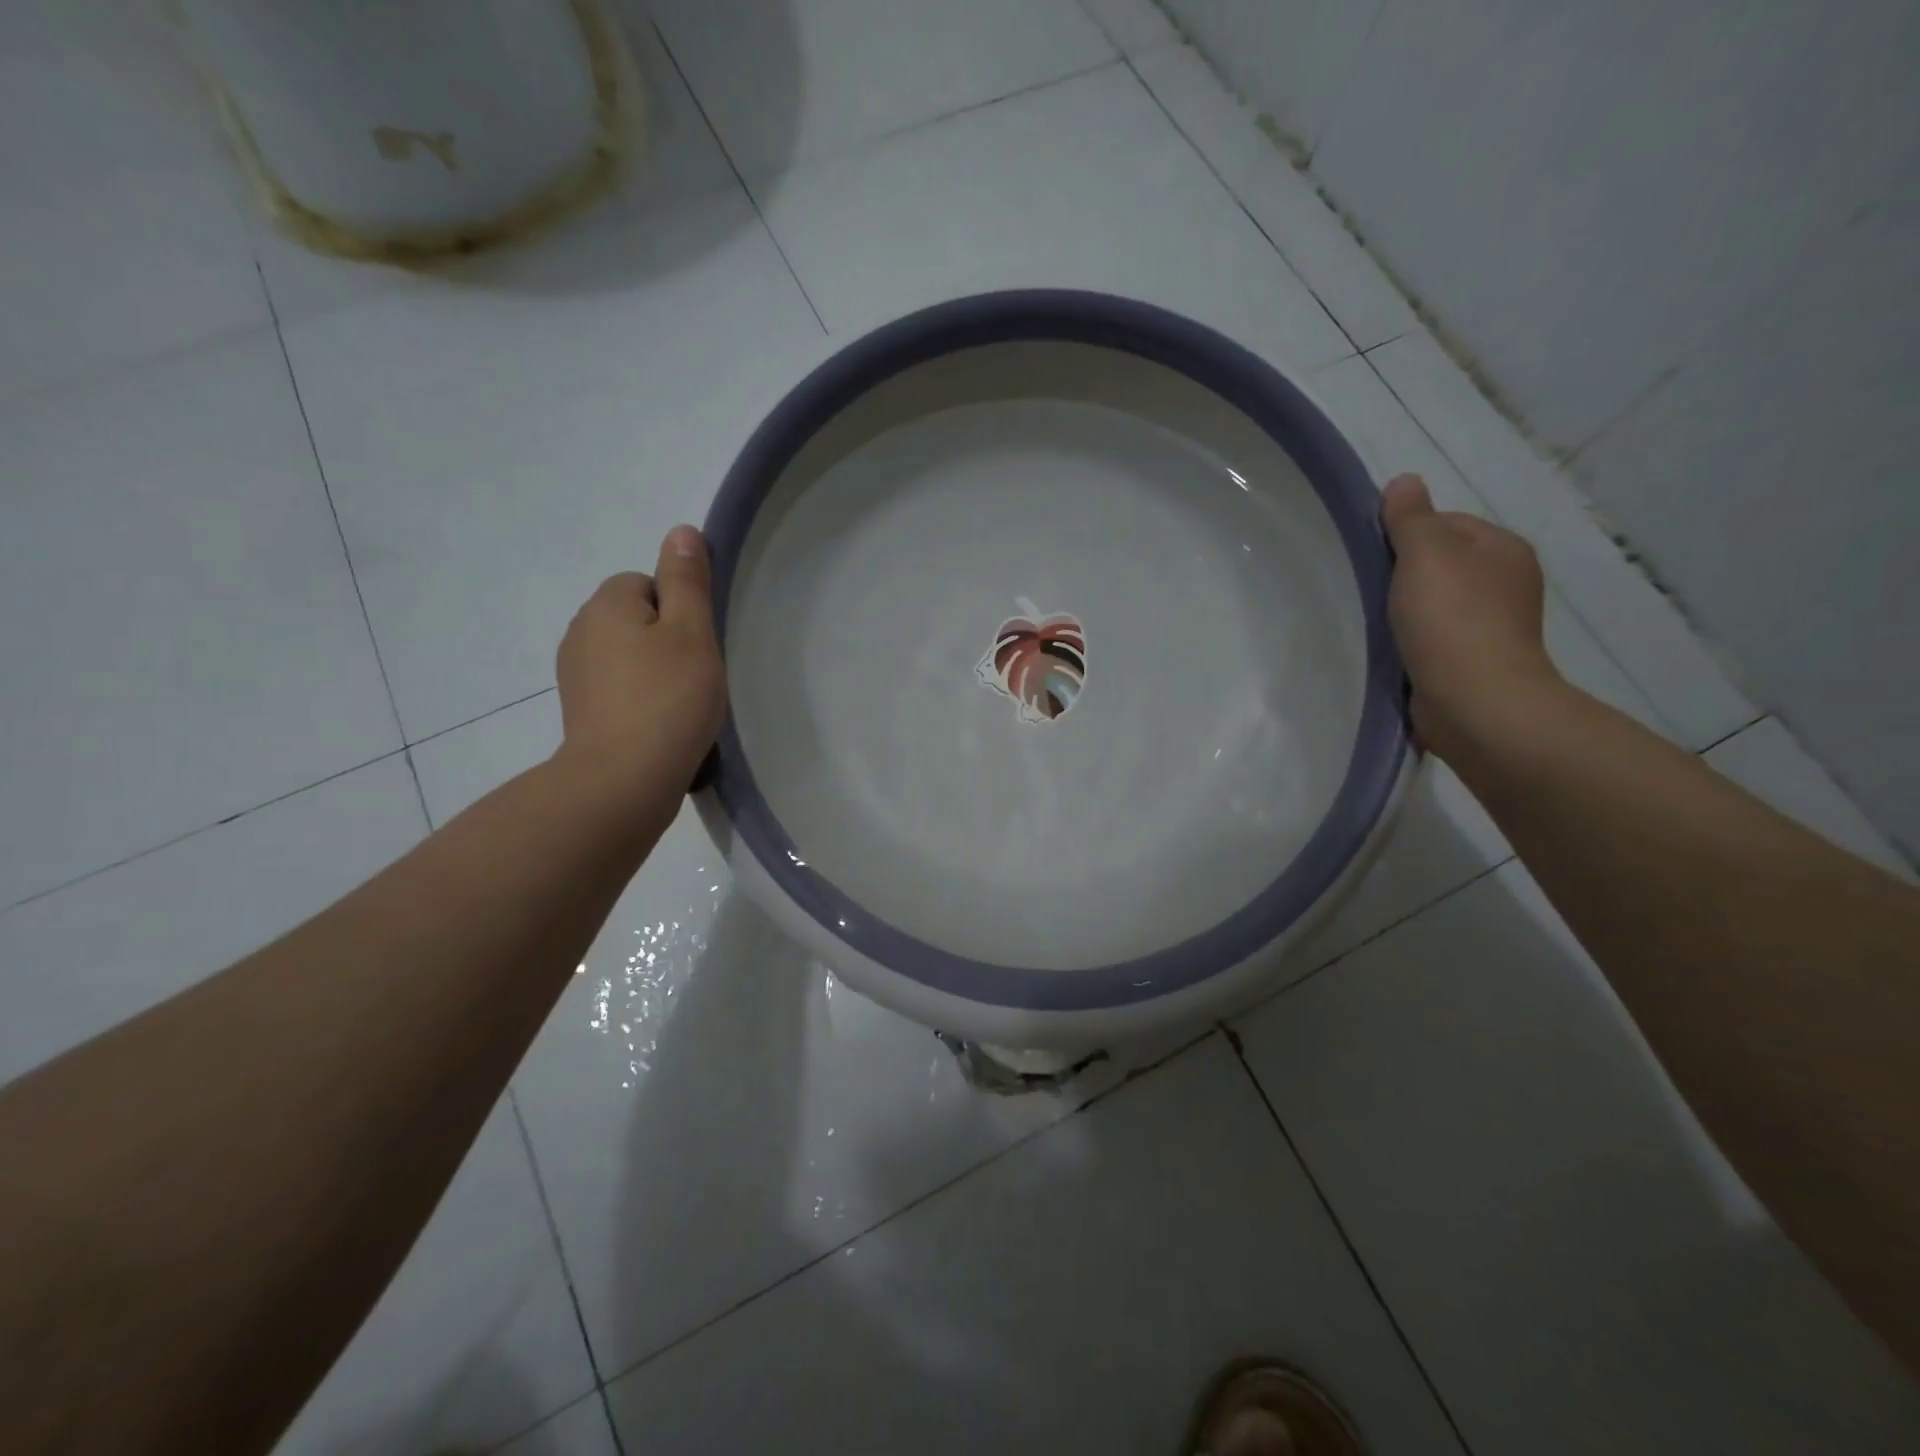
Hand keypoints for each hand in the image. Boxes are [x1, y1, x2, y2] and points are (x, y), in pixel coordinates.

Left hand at [554, 525, 727, 800]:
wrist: (623, 780)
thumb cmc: (667, 699)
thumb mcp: (691, 632)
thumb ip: (687, 580)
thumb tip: (680, 530)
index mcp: (606, 604)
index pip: (648, 583)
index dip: (679, 611)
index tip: (697, 646)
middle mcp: (580, 630)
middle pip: (637, 618)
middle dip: (667, 640)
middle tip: (695, 676)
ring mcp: (575, 674)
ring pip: (628, 655)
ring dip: (654, 671)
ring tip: (680, 705)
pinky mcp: (580, 711)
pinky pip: (618, 688)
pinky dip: (640, 700)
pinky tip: (660, 725)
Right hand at [1380, 474, 1559, 756]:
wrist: (1475, 702)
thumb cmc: (1452, 620)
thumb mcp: (1426, 554)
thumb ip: (1411, 517)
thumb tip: (1404, 481)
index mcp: (1502, 548)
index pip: (1444, 524)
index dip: (1404, 535)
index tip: (1373, 559)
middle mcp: (1505, 582)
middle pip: (1438, 565)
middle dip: (1402, 577)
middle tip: (1368, 592)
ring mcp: (1492, 625)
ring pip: (1434, 604)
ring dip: (1404, 612)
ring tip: (1375, 624)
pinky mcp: (1473, 661)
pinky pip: (1434, 639)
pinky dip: (1411, 642)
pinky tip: (1392, 651)